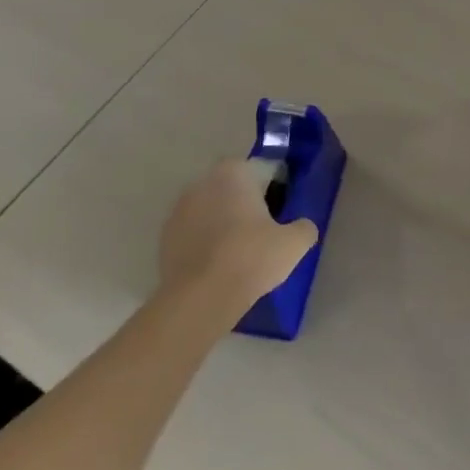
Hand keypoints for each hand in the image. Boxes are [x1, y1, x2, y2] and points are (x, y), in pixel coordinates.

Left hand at [158, 159, 319, 313]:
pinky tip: (218, 266)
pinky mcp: (165, 237)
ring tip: (240, 253)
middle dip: (247, 204)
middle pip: (234, 189)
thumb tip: (302, 226)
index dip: (276, 190)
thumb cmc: (251, 258)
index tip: (282, 214)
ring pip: (212, 210)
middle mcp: (203, 181)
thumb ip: (304, 227)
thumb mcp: (295, 243)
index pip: (263, 171)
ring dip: (224, 222)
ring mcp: (179, 209)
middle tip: (264, 233)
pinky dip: (206, 242)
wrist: (200, 298)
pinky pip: (195, 233)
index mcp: (234, 172)